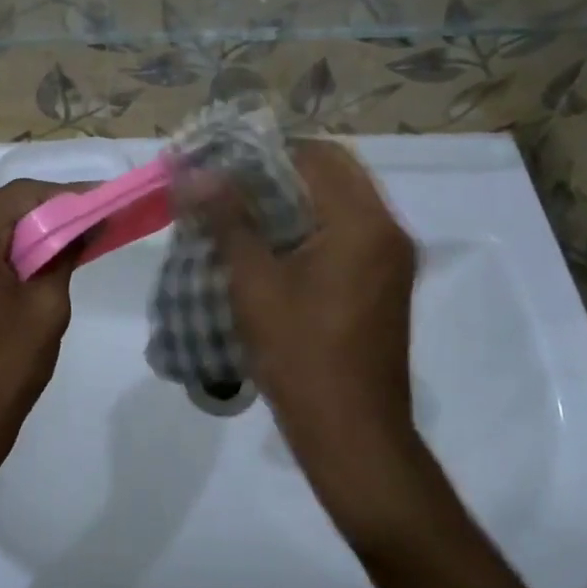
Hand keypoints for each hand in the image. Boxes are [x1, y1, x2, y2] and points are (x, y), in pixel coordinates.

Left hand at [0, 179, 81, 495]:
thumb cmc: (3, 369)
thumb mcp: (46, 307)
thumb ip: (63, 254)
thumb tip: (83, 225)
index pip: (17, 197)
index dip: (63, 194)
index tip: (100, 201)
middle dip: (45, 216)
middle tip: (89, 223)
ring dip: (24, 239)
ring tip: (68, 244)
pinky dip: (2, 259)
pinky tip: (32, 269)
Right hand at [200, 140, 426, 538]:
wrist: (353, 436)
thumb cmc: (301, 355)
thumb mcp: (254, 283)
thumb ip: (228, 219)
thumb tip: (194, 172)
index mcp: (362, 222)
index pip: (315, 154)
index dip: (264, 151)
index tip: (221, 163)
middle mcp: (388, 229)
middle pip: (332, 172)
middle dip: (278, 171)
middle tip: (228, 184)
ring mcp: (392, 257)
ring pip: (340, 201)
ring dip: (294, 197)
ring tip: (242, 210)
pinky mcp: (386, 281)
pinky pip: (347, 230)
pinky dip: (310, 224)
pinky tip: (271, 244)